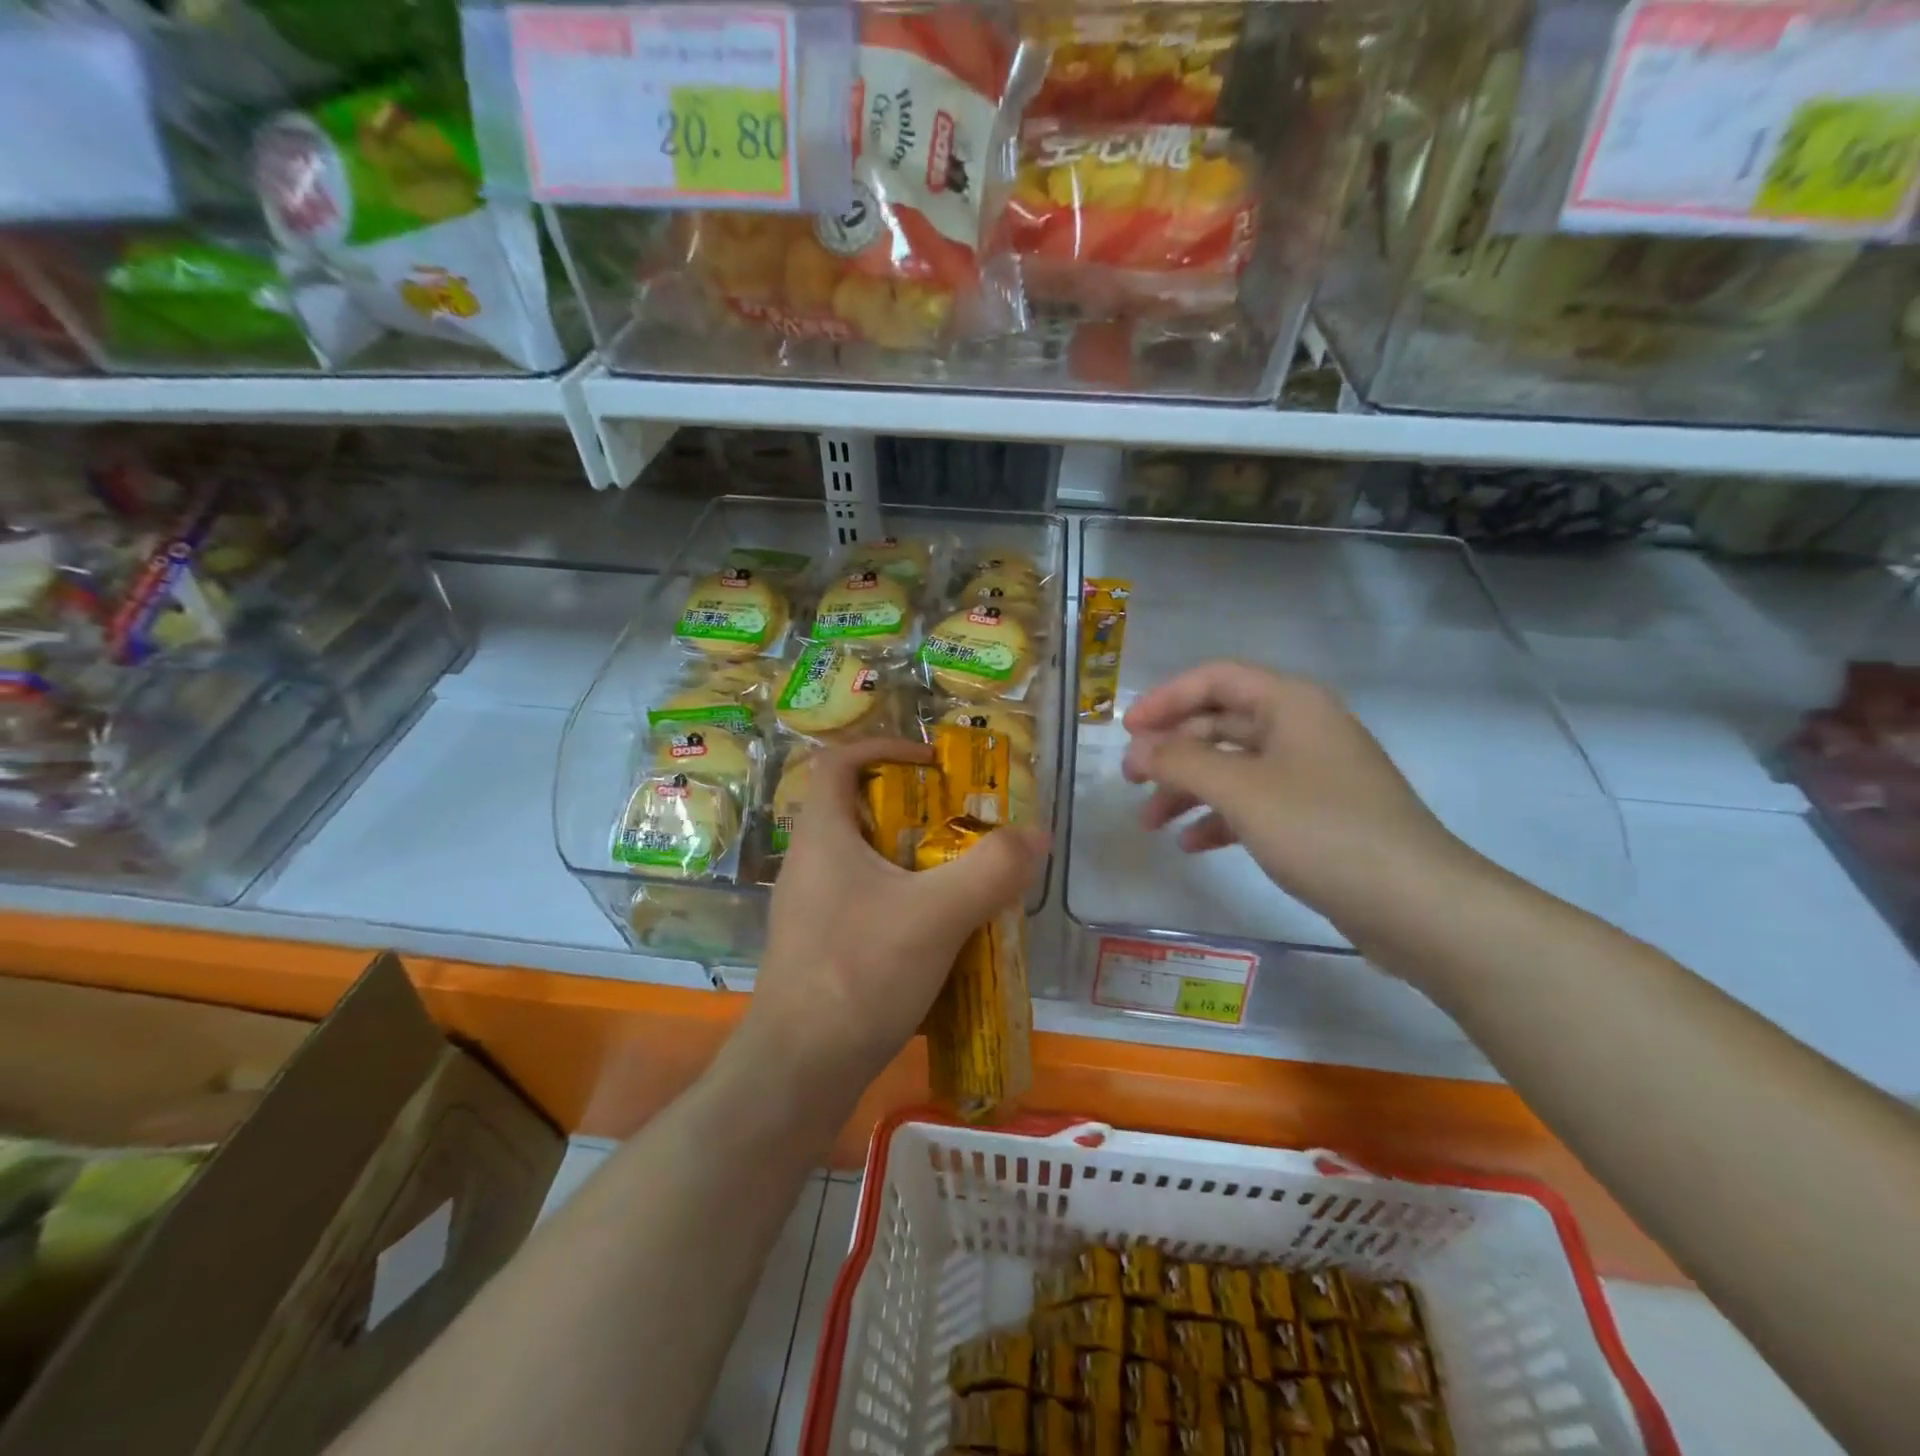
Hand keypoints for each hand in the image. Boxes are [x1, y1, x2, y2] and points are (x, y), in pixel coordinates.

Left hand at [741, 739, 1047, 1102]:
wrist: (799, 1071)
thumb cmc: (859, 974)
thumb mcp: (936, 915)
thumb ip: (992, 869)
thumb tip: (1036, 834)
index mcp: (823, 835)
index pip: (839, 760)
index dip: (885, 746)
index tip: (933, 762)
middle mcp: (810, 863)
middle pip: (860, 810)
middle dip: (915, 809)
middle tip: (964, 825)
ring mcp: (812, 908)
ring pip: (867, 861)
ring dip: (914, 860)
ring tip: (963, 877)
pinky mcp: (821, 946)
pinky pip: (867, 902)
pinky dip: (905, 901)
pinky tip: (941, 932)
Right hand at [1122, 662, 1473, 936]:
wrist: (1416, 904)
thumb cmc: (1322, 830)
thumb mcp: (1241, 790)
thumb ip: (1181, 762)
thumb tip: (1138, 749)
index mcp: (1290, 704)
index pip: (1215, 680)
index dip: (1165, 699)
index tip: (1126, 731)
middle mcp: (1301, 728)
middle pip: (1220, 723)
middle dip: (1172, 751)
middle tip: (1130, 780)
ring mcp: (1311, 773)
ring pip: (1233, 767)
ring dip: (1188, 789)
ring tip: (1150, 822)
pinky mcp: (1316, 815)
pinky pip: (1254, 802)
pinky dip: (1220, 818)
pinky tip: (1192, 845)